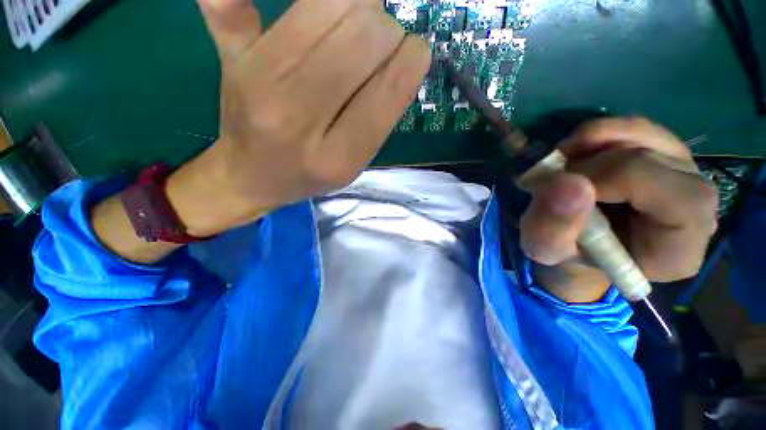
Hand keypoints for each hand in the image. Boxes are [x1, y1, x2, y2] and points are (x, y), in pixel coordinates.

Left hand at [168, 0, 430, 235]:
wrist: (250, 174)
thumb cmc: (310, 174)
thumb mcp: (354, 165)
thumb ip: (382, 117)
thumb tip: (406, 53)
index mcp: (337, 158)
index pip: (388, 88)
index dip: (412, 57)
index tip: (414, 54)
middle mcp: (297, 118)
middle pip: (364, 34)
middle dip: (386, 30)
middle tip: (379, 46)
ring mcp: (259, 79)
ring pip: (333, 4)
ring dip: (360, 8)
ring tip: (353, 32)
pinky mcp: (232, 51)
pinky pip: (277, 1)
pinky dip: (321, 4)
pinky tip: (325, 19)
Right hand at [518, 118, 718, 302]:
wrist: (577, 245)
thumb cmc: (566, 255)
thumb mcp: (546, 251)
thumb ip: (552, 227)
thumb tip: (566, 180)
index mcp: (679, 245)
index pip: (667, 193)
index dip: (607, 181)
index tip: (559, 192)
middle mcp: (694, 204)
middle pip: (650, 157)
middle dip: (587, 165)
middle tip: (549, 182)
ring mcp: (682, 172)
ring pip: (642, 133)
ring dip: (588, 145)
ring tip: (559, 168)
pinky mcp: (662, 154)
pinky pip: (633, 127)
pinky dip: (595, 135)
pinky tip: (574, 156)